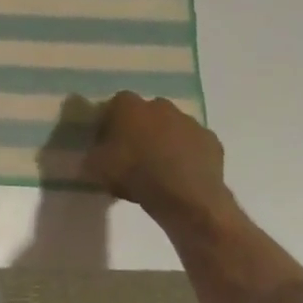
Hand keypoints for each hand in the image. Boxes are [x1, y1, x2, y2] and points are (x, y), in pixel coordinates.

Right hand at [84, 91, 230, 228]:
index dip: (109, 126)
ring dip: (166, 142)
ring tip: (160, 170)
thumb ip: (92, 157)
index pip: (113, 108)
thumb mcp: (97, 169)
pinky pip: (194, 146)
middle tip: (134, 157)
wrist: (185, 197)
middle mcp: (159, 105)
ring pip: (172, 128)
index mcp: (128, 105)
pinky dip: (188, 156)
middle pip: (145, 114)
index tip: (108, 146)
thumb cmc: (135, 174)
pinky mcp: (211, 140)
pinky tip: (182, 177)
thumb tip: (91, 157)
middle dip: (140, 130)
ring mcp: (189, 121)